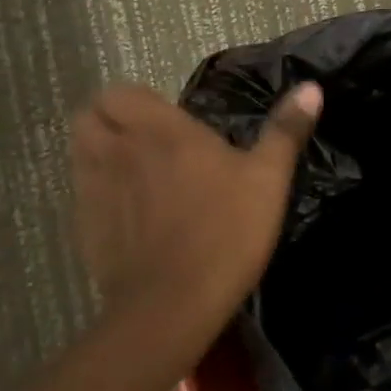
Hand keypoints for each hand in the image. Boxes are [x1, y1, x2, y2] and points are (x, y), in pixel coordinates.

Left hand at [71, 81, 320, 351]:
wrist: (174, 303)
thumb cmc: (227, 231)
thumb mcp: (269, 178)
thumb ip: (285, 129)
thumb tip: (311, 87)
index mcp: (162, 131)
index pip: (120, 92)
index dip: (138, 99)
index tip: (168, 117)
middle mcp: (119, 151)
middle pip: (89, 115)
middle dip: (111, 118)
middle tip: (147, 138)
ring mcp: (95, 190)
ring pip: (79, 151)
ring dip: (99, 150)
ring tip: (134, 170)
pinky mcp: (84, 227)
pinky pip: (83, 193)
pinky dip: (98, 192)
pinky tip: (129, 214)